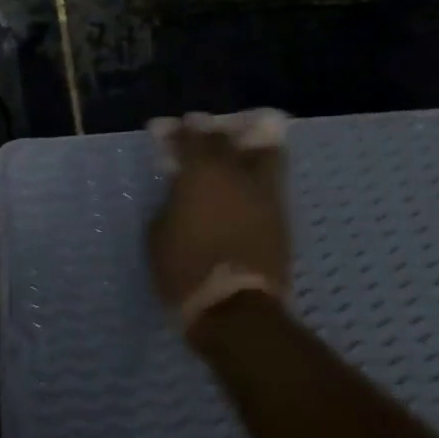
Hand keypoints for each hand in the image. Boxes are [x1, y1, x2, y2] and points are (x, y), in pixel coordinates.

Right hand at [147, 112, 291, 327]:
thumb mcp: (158, 233)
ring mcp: (263, 192)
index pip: (192, 137)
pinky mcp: (280, 215)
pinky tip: (248, 180)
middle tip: (203, 134)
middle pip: (228, 139)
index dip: (180, 131)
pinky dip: (258, 174)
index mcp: (201, 172)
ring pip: (264, 153)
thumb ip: (170, 201)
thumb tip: (180, 191)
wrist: (235, 308)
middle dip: (213, 133)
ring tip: (239, 149)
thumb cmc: (185, 269)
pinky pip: (271, 181)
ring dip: (248, 146)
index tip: (172, 129)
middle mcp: (235, 173)